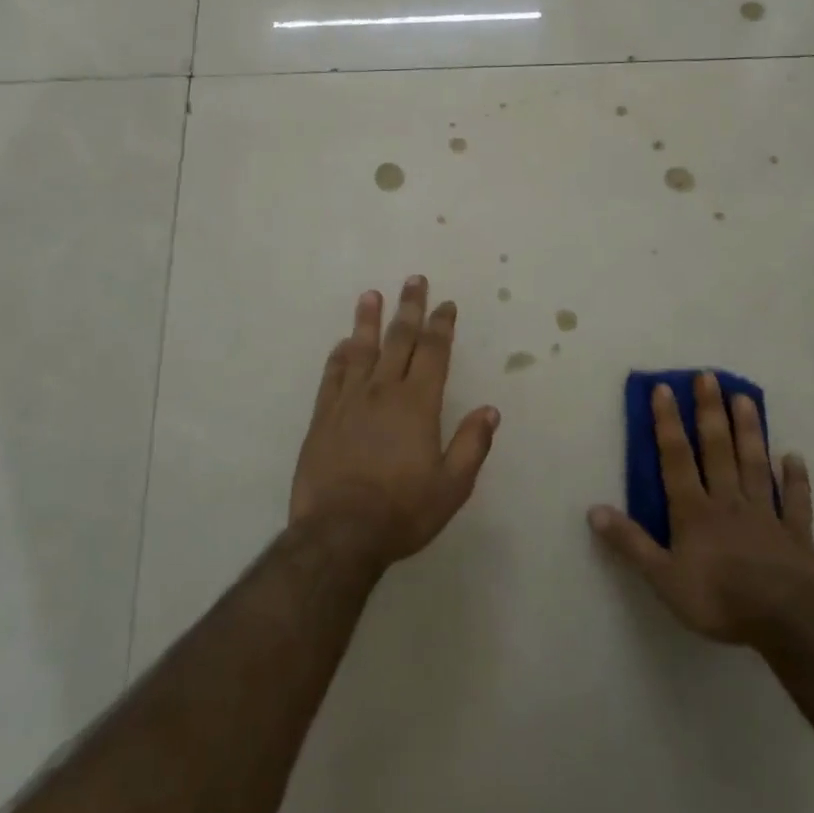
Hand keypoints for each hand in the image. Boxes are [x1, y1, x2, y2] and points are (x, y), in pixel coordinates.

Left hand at [290, 277, 500, 568]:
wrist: (340, 532)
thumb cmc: (402, 511)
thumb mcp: (452, 486)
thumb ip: (471, 444)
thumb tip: (490, 410)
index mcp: (418, 404)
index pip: (434, 353)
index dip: (441, 325)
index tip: (446, 304)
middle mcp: (384, 391)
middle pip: (399, 339)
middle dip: (410, 308)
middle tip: (414, 280)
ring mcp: (349, 401)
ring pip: (362, 349)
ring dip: (369, 320)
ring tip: (372, 295)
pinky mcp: (323, 416)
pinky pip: (332, 375)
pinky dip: (339, 356)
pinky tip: (343, 343)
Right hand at [588, 372, 813, 649]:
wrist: (788, 620)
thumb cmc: (719, 598)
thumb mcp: (663, 578)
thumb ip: (630, 543)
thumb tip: (593, 510)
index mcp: (693, 511)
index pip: (676, 458)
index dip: (667, 423)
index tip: (664, 388)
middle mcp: (728, 502)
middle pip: (717, 450)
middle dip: (710, 412)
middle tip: (709, 377)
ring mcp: (765, 515)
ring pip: (754, 464)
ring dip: (749, 431)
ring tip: (745, 398)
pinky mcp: (796, 535)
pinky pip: (795, 501)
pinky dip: (795, 479)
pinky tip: (794, 457)